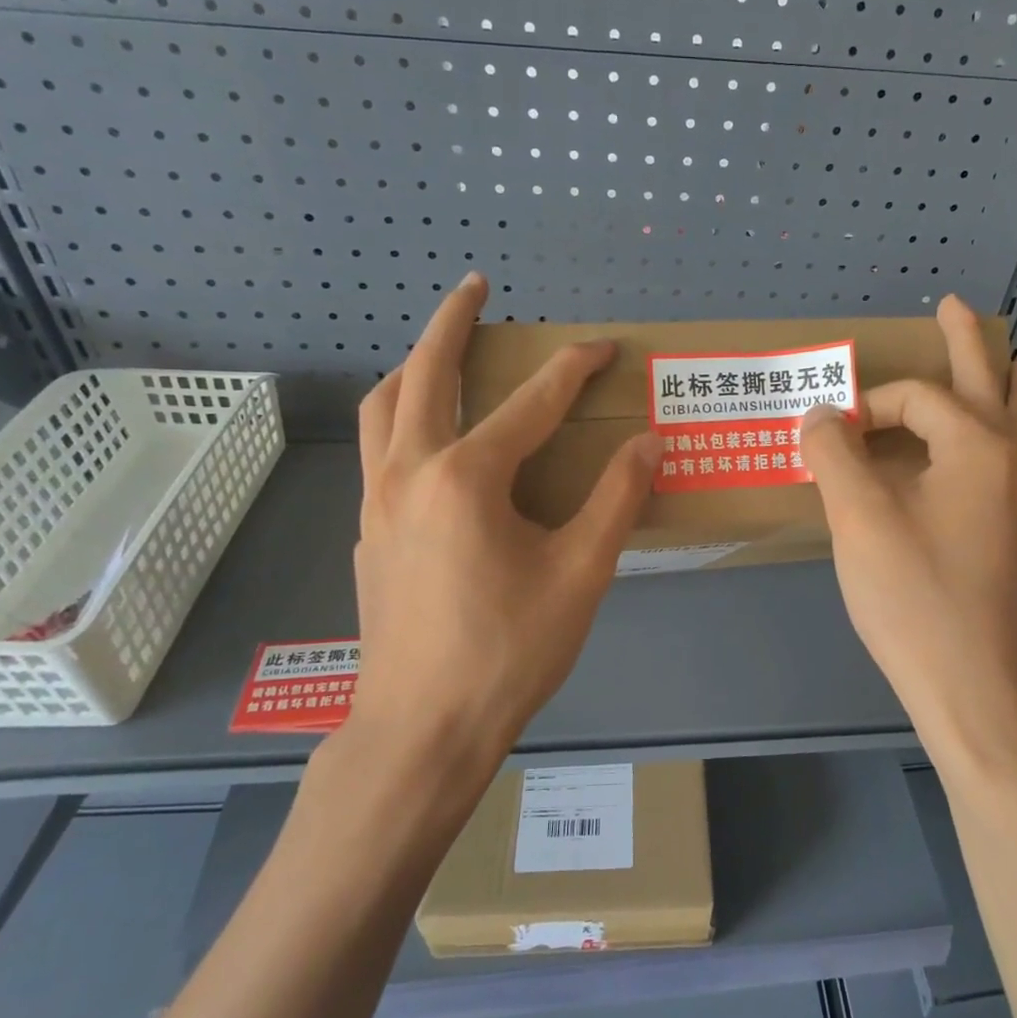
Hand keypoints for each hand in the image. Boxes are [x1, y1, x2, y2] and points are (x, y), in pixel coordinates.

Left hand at [342, 274, 660, 771]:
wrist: (421, 730)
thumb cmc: (508, 652)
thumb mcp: (581, 574)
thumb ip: (617, 499)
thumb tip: (648, 443)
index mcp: (467, 477)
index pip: (531, 401)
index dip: (574, 368)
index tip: (604, 346)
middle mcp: (410, 472)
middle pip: (424, 373)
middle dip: (452, 322)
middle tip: (476, 287)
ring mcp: (378, 501)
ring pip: (383, 407)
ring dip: (413, 366)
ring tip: (441, 350)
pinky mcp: (368, 532)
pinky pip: (378, 449)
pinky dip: (400, 416)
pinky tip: (428, 438)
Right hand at [799, 295, 1016, 751]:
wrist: (968, 686)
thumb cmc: (912, 595)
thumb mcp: (858, 517)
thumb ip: (834, 454)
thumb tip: (821, 414)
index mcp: (977, 447)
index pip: (916, 399)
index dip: (868, 406)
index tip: (831, 433)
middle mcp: (1010, 464)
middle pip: (993, 384)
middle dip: (968, 342)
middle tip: (955, 306)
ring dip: (1003, 387)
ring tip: (1000, 364)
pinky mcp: (1013, 537)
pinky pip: (1012, 465)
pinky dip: (1002, 437)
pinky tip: (985, 454)